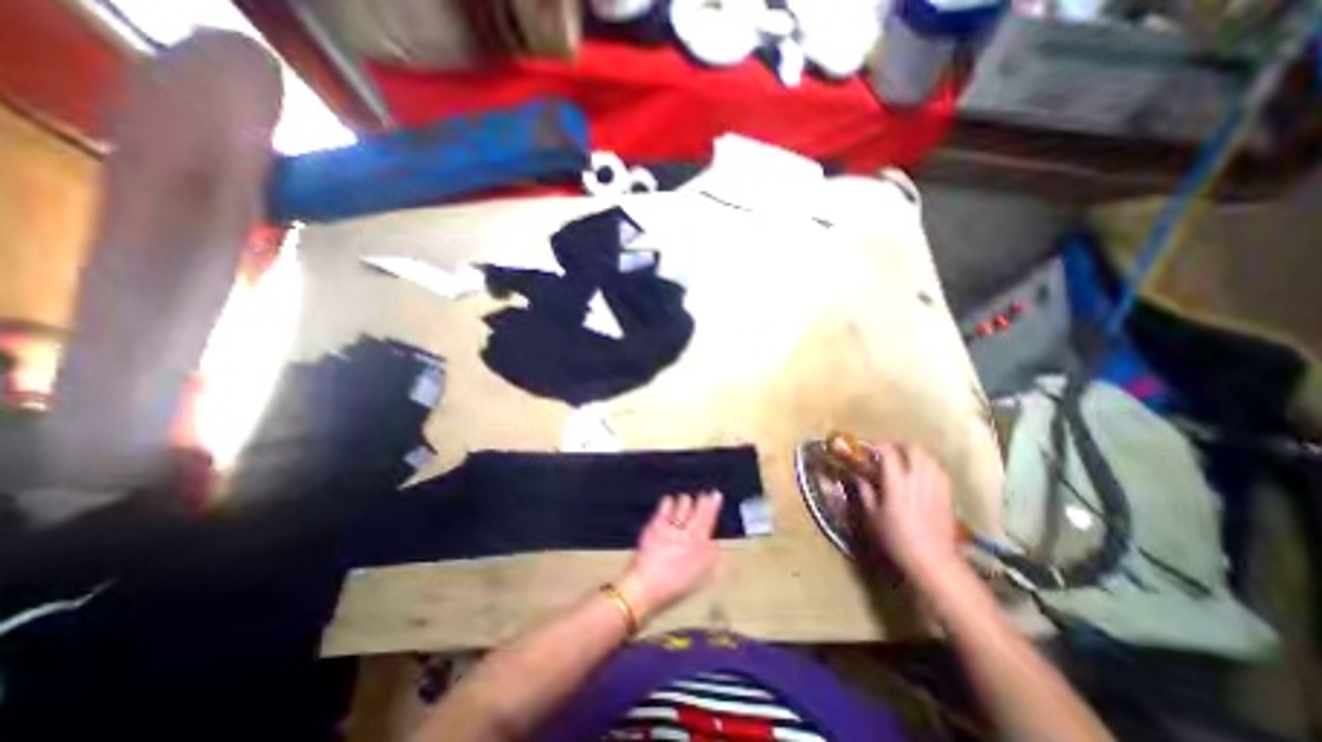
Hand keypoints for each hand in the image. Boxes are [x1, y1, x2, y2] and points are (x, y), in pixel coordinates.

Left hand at [619, 494, 719, 619]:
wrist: (647, 587)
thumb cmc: (675, 586)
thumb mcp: (700, 576)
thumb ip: (710, 556)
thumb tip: (715, 543)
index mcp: (701, 545)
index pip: (710, 519)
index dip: (714, 505)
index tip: (716, 495)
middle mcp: (688, 533)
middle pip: (699, 508)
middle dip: (703, 499)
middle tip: (704, 495)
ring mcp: (672, 527)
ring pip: (683, 503)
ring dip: (685, 501)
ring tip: (685, 501)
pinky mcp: (656, 524)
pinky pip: (666, 505)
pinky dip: (669, 502)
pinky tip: (669, 502)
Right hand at [858, 440, 962, 579]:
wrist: (933, 560)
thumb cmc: (897, 539)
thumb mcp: (872, 516)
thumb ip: (865, 491)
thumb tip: (858, 474)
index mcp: (897, 483)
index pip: (890, 452)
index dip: (879, 446)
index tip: (870, 449)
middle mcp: (919, 479)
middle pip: (914, 448)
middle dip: (900, 444)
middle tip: (889, 450)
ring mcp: (936, 485)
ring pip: (929, 456)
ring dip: (915, 453)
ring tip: (905, 460)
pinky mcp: (948, 493)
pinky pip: (939, 469)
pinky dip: (928, 465)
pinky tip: (921, 474)